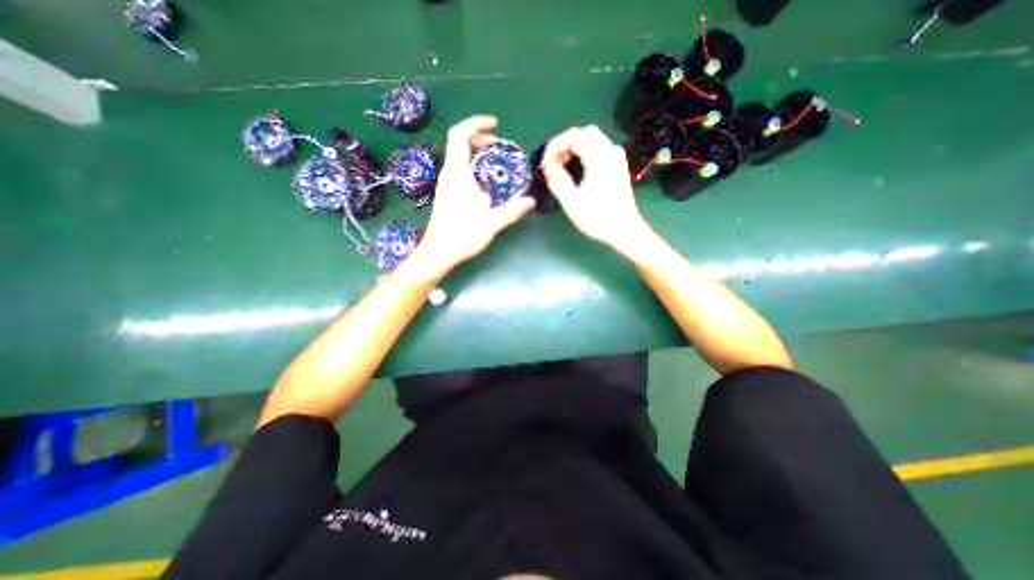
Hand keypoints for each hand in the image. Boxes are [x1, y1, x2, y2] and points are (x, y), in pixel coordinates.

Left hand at [414, 115, 537, 276]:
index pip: (459, 135)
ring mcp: (446, 185)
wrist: (438, 253)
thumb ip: (512, 210)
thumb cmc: (462, 235)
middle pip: (459, 143)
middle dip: (479, 138)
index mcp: (457, 174)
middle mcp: (449, 174)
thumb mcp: (491, 222)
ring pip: (459, 157)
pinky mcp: (447, 195)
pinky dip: (473, 167)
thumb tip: (530, 201)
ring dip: (476, 153)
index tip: (495, 125)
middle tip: (499, 146)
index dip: (476, 124)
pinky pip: (459, 171)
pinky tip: (486, 184)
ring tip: (495, 163)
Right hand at [542, 124, 653, 251]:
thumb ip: (558, 181)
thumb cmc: (599, 219)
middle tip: (553, 164)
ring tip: (563, 165)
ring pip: (593, 138)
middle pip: (584, 133)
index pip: (574, 136)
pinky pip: (600, 147)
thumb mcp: (572, 204)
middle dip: (564, 144)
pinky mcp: (618, 165)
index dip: (555, 146)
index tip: (546, 164)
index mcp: (599, 160)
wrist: (624, 230)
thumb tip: (548, 167)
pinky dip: (585, 150)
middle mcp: (610, 153)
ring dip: (574, 146)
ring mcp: (617, 158)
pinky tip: (579, 167)